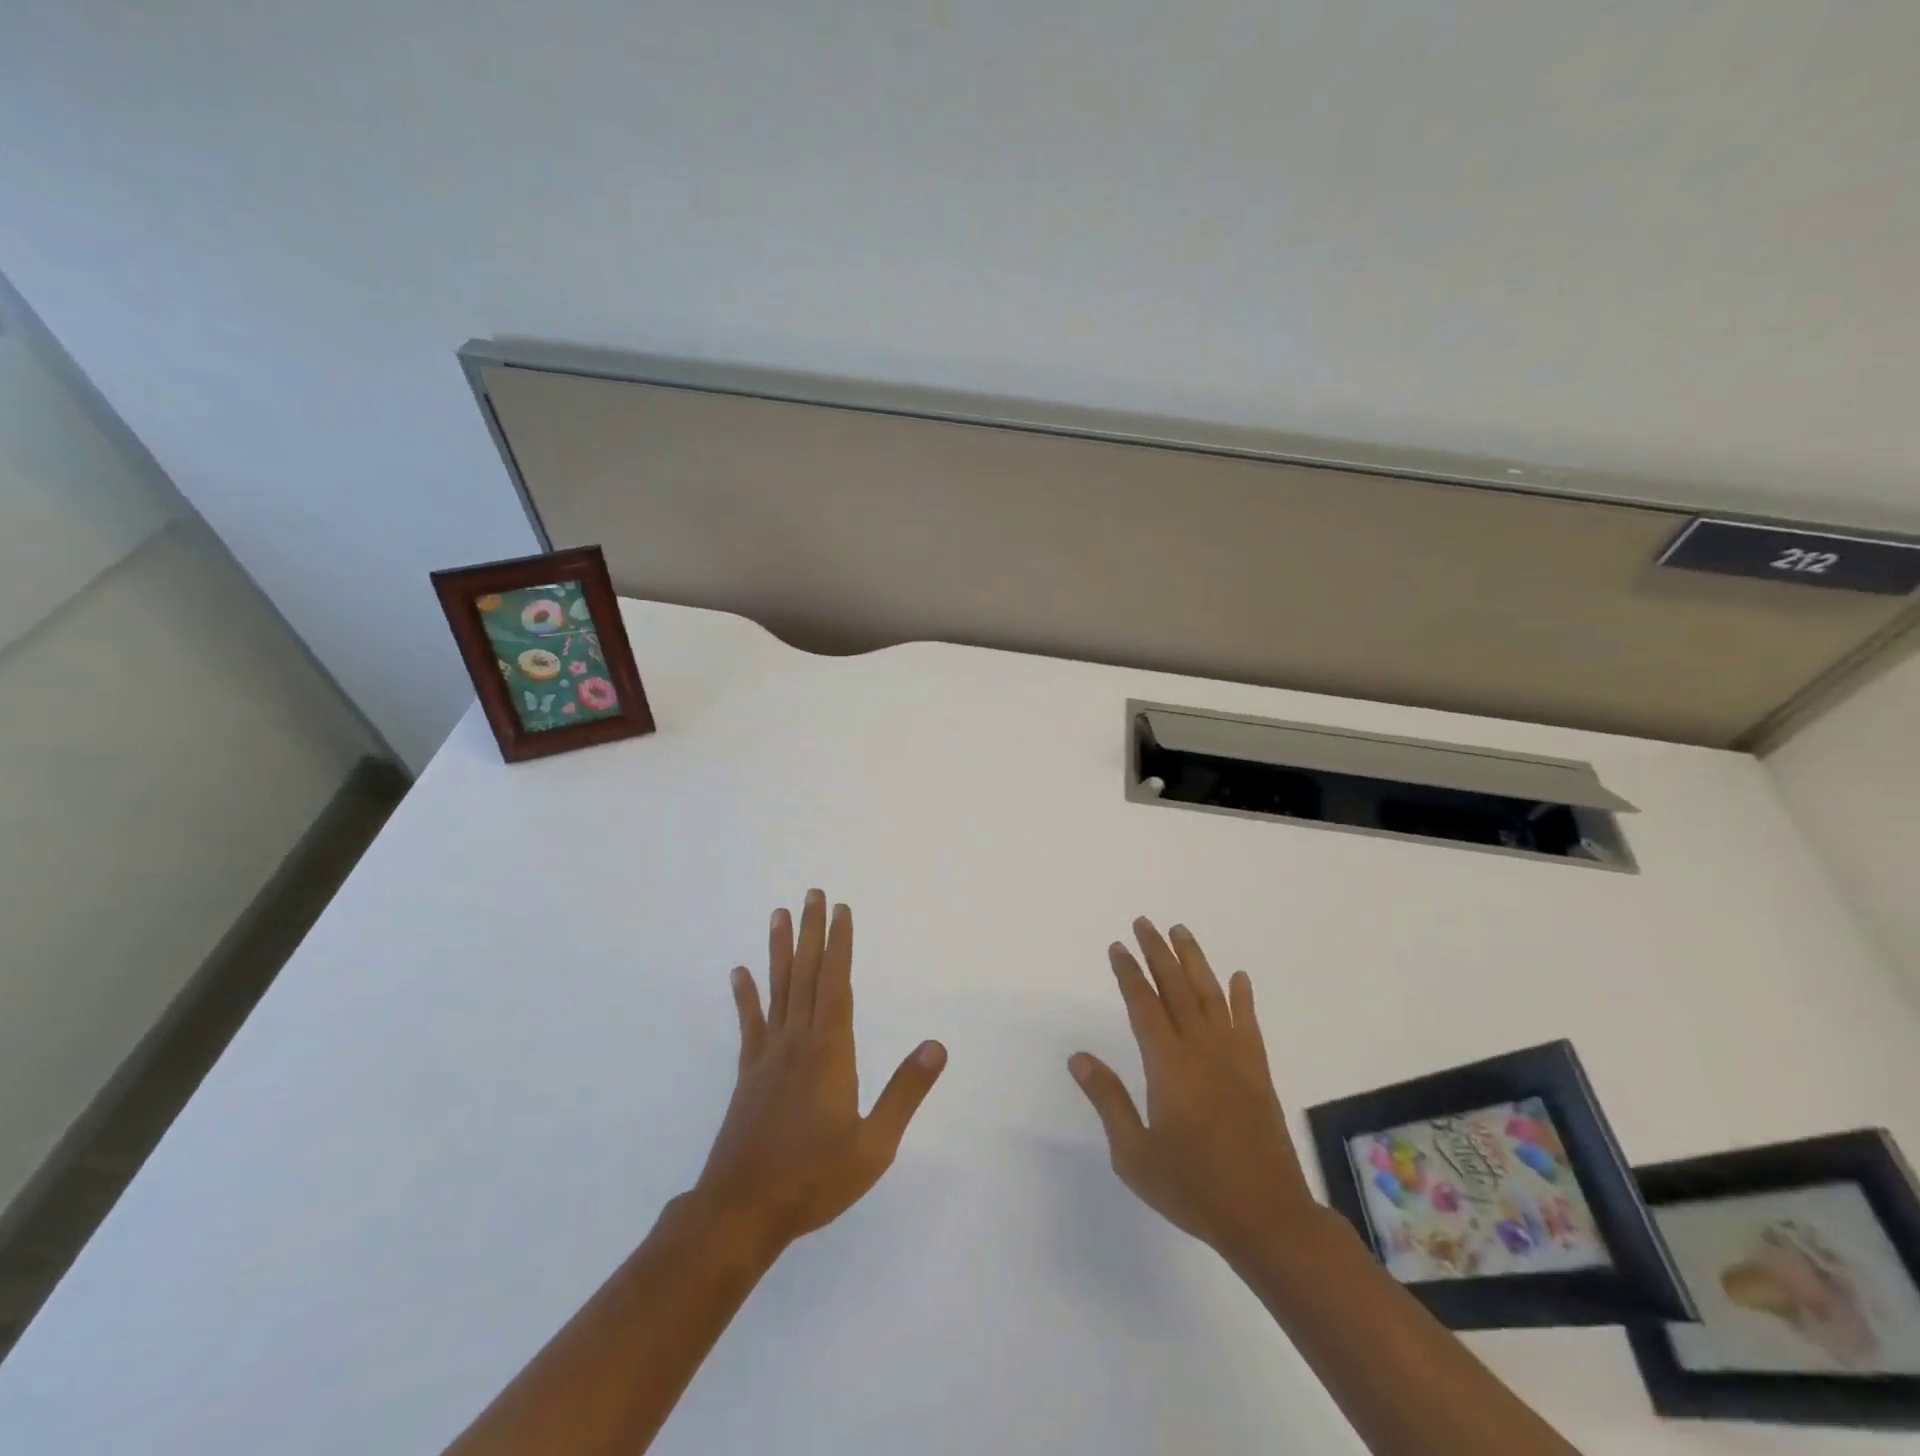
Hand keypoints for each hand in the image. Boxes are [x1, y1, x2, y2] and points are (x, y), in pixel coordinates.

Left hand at [694, 890, 946, 1253]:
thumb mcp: (874, 1145)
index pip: (837, 984)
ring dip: (779, 950)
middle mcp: (798, 1041)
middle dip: (811, 932)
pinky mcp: (749, 1073)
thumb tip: (938, 1046)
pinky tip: (739, 972)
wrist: (741, 1211)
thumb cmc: (814, 1178)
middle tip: (812, 893)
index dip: (841, 945)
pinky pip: (750, 1023)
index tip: (841, 909)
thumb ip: (905, 1092)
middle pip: (806, 975)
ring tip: (778, 914)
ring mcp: (769, 1055)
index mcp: (830, 1051)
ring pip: (777, 989)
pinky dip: (745, 996)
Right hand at [1069, 918, 1320, 1263]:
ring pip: (1211, 994)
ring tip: (1180, 931)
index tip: (1118, 947)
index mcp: (1168, 1064)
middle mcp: (1201, 1048)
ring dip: (1194, 960)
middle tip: (1144, 922)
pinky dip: (1243, 997)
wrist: (1266, 1217)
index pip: (1144, 1004)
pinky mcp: (1258, 1071)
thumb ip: (1108, 1099)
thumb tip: (1078, 1057)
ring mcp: (1234, 1057)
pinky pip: (1249, 1023)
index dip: (1129, 973)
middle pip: (1176, 987)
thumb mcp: (1135, 1153)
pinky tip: (1239, 978)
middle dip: (1157, 952)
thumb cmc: (1193, 1186)